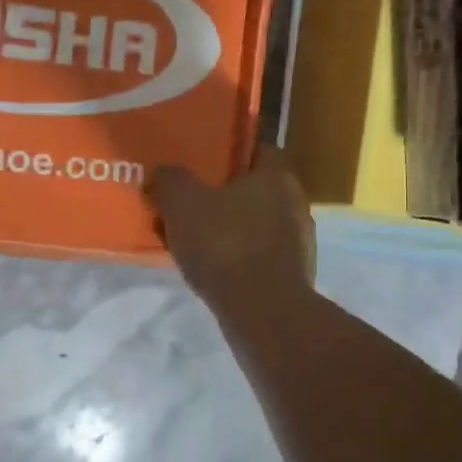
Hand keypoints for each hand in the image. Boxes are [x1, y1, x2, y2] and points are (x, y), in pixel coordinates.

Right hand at [149, 146, 314, 309]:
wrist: (263, 313)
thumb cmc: (225, 244)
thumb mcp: (182, 202)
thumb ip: (170, 180)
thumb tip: (163, 174)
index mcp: (278, 175)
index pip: (257, 149)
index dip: (227, 154)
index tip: (199, 165)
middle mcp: (296, 203)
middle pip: (253, 189)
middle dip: (220, 195)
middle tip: (187, 202)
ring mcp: (298, 243)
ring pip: (253, 224)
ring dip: (224, 229)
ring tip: (190, 239)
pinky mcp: (291, 276)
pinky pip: (255, 255)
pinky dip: (233, 258)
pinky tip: (208, 269)